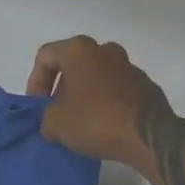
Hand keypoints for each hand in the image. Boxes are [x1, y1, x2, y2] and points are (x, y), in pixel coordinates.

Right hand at [26, 36, 166, 165]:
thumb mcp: (56, 123)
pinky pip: (116, 89)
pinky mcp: (145, 84)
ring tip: (79, 121)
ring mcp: (128, 65)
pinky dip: (105, 102)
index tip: (38, 106)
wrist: (149, 135)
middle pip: (73, 63)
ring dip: (84, 94)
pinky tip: (103, 125)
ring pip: (96, 75)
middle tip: (56, 112)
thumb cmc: (96, 120)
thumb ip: (46, 117)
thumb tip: (54, 122)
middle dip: (61, 87)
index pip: (46, 56)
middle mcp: (104, 49)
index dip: (35, 81)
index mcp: (79, 49)